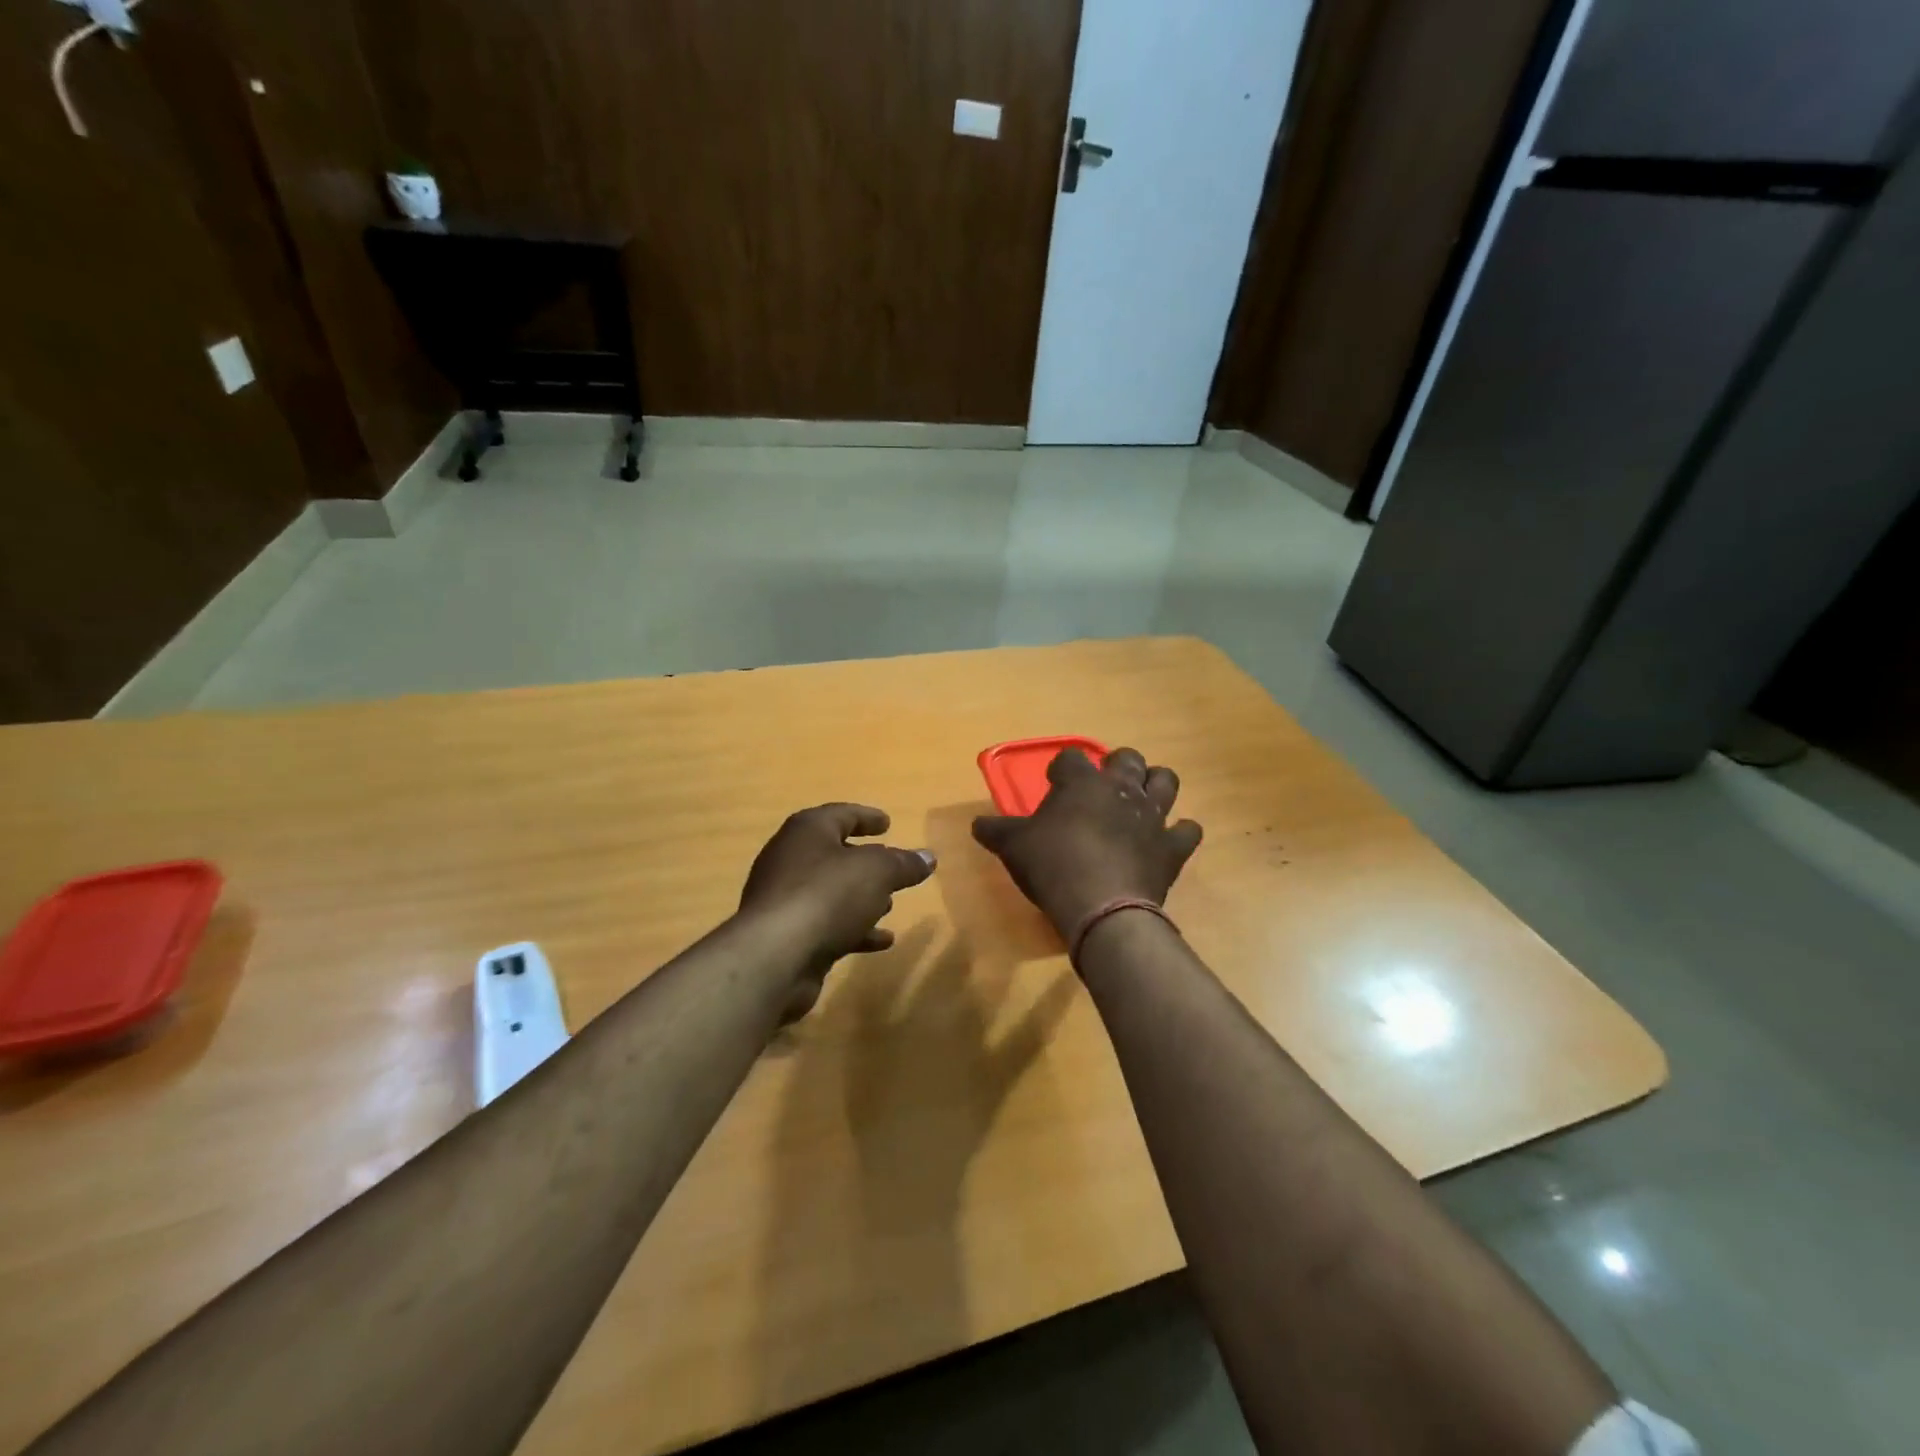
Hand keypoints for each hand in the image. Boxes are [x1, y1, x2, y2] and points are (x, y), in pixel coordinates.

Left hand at [739, 804, 935, 1015]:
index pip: (840, 815)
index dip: (866, 817)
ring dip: (860, 897)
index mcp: (807, 831)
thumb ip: (903, 863)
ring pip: (830, 892)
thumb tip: (928, 857)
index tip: (888, 823)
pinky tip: (882, 941)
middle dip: (864, 861)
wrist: (775, 956)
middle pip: (833, 853)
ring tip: (890, 905)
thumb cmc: (827, 895)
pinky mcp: (786, 935)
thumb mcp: (877, 872)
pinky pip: (826, 924)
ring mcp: (785, 899)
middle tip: (891, 865)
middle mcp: (791, 859)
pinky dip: (854, 929)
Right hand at [972, 748, 1201, 937]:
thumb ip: (995, 831)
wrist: (1100, 906)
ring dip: (1155, 785)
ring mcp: (1152, 815)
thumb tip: (976, 824)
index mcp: (1082, 782)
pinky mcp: (1173, 846)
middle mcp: (1121, 789)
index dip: (1063, 767)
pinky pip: (1188, 829)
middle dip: (1117, 765)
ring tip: (1141, 800)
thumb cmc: (1052, 866)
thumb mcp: (1013, 847)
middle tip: (1103, 786)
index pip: (1071, 757)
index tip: (1056, 782)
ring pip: (1165, 781)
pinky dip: (1180, 832)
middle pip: (1127, 758)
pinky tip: (1168, 840)